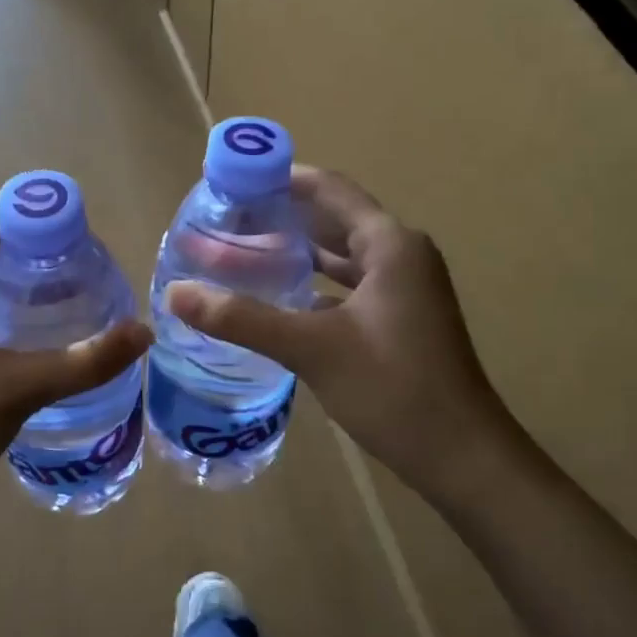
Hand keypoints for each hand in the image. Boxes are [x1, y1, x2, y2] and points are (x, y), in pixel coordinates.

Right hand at [166, 167, 510, 493]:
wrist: (462, 457)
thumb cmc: (392, 388)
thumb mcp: (311, 348)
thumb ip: (241, 317)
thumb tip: (174, 294)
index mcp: (389, 244)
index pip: (328, 189)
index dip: (280, 179)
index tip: (232, 183)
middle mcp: (400, 255)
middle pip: (332, 219)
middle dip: (281, 217)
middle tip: (227, 220)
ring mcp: (404, 289)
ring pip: (341, 256)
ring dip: (296, 253)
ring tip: (242, 253)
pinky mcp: (400, 319)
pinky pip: (349, 286)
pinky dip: (314, 285)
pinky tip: (278, 298)